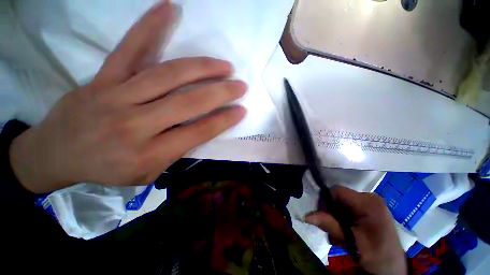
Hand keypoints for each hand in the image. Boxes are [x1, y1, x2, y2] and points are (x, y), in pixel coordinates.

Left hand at [9, 0, 246, 193]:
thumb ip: (177, 153)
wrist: (58, 154)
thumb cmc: (108, 169)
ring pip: (168, 75)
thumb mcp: (149, 173)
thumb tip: (203, 131)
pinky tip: (170, 8)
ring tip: (224, 65)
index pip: (198, 132)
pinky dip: (150, 25)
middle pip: (188, 102)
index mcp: (149, 152)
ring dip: (203, 68)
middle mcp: (136, 123)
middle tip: (240, 85)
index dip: (224, 120)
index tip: (241, 110)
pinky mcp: (103, 77)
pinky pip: (130, 48)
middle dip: (221, 93)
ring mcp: (118, 95)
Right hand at [305, 186, 406, 274]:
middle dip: (331, 212)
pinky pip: (347, 208)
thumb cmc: (377, 256)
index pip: (337, 191)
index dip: (326, 201)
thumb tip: (306, 216)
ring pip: (340, 204)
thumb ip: (329, 225)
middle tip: (332, 230)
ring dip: (335, 218)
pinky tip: (345, 233)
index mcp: (368, 202)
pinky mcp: (367, 210)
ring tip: (340, 236)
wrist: (393, 269)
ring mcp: (369, 203)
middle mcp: (369, 198)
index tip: (324, 218)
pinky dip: (342, 219)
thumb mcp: (352, 242)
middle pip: (338, 197)